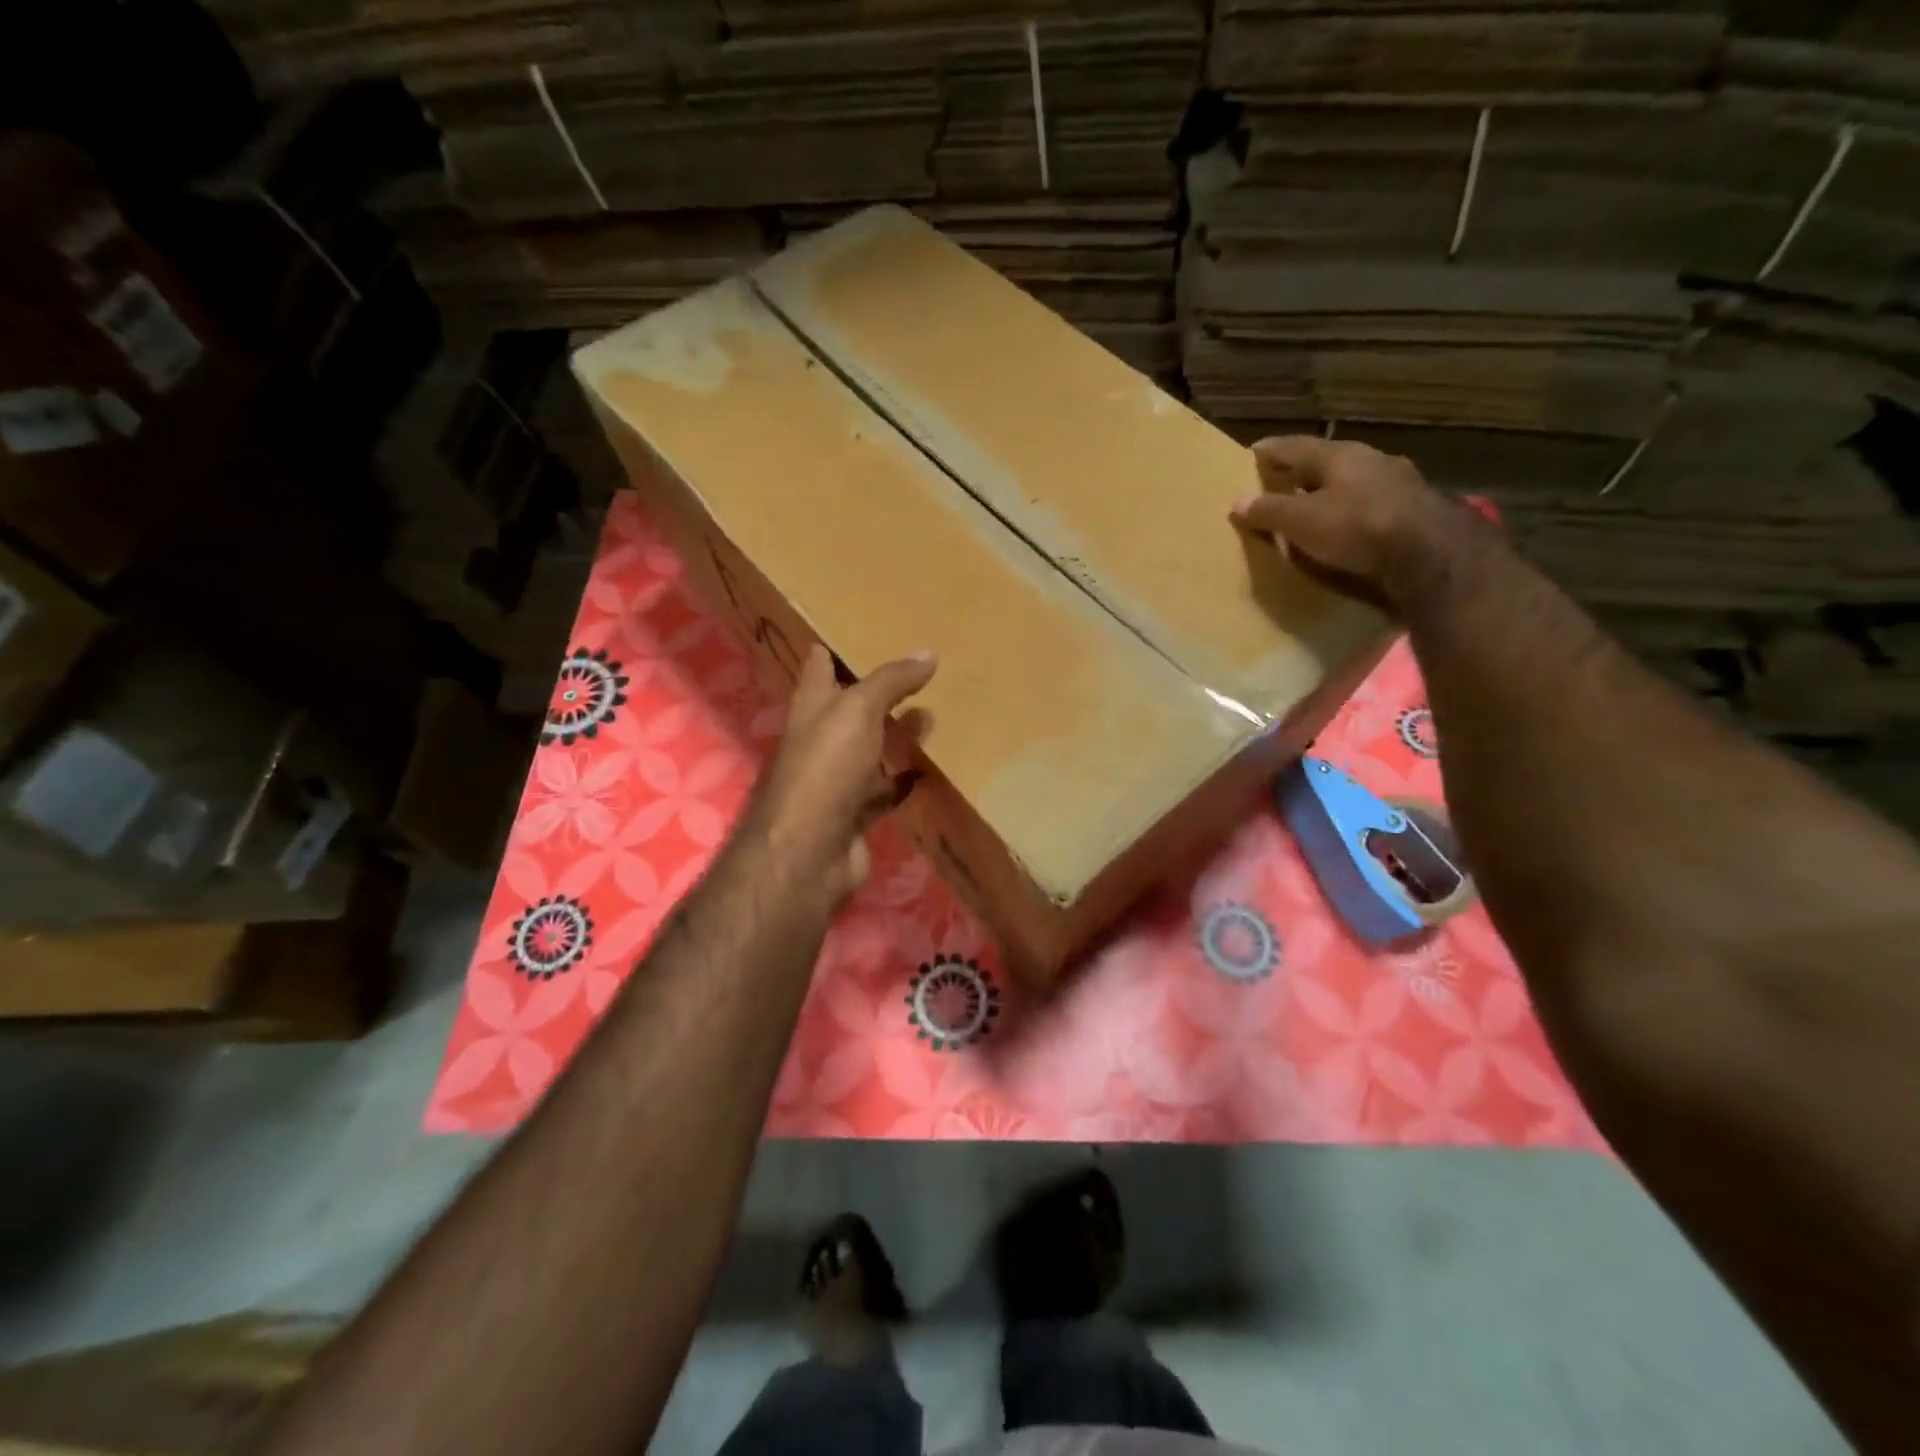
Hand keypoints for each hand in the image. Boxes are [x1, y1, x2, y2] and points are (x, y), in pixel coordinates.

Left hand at [749, 643, 937, 912]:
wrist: (809, 851)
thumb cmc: (825, 767)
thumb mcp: (858, 710)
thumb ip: (890, 681)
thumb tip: (928, 653)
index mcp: (811, 707)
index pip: (820, 667)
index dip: (834, 648)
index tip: (859, 630)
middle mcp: (820, 740)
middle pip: (848, 709)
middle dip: (874, 692)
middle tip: (914, 671)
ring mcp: (836, 780)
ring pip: (869, 749)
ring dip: (893, 735)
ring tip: (931, 713)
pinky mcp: (855, 813)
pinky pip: (883, 790)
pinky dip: (902, 780)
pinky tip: (927, 770)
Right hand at [1229, 436, 1472, 610]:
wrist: (1429, 552)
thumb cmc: (1356, 526)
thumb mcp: (1301, 521)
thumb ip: (1269, 511)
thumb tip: (1237, 501)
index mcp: (1339, 455)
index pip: (1295, 445)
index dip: (1271, 450)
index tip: (1252, 453)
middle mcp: (1371, 459)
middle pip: (1328, 461)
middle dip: (1304, 471)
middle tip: (1282, 481)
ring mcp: (1398, 482)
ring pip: (1355, 480)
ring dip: (1334, 491)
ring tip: (1315, 505)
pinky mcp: (1415, 509)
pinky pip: (1373, 503)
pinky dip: (1355, 511)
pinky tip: (1350, 525)